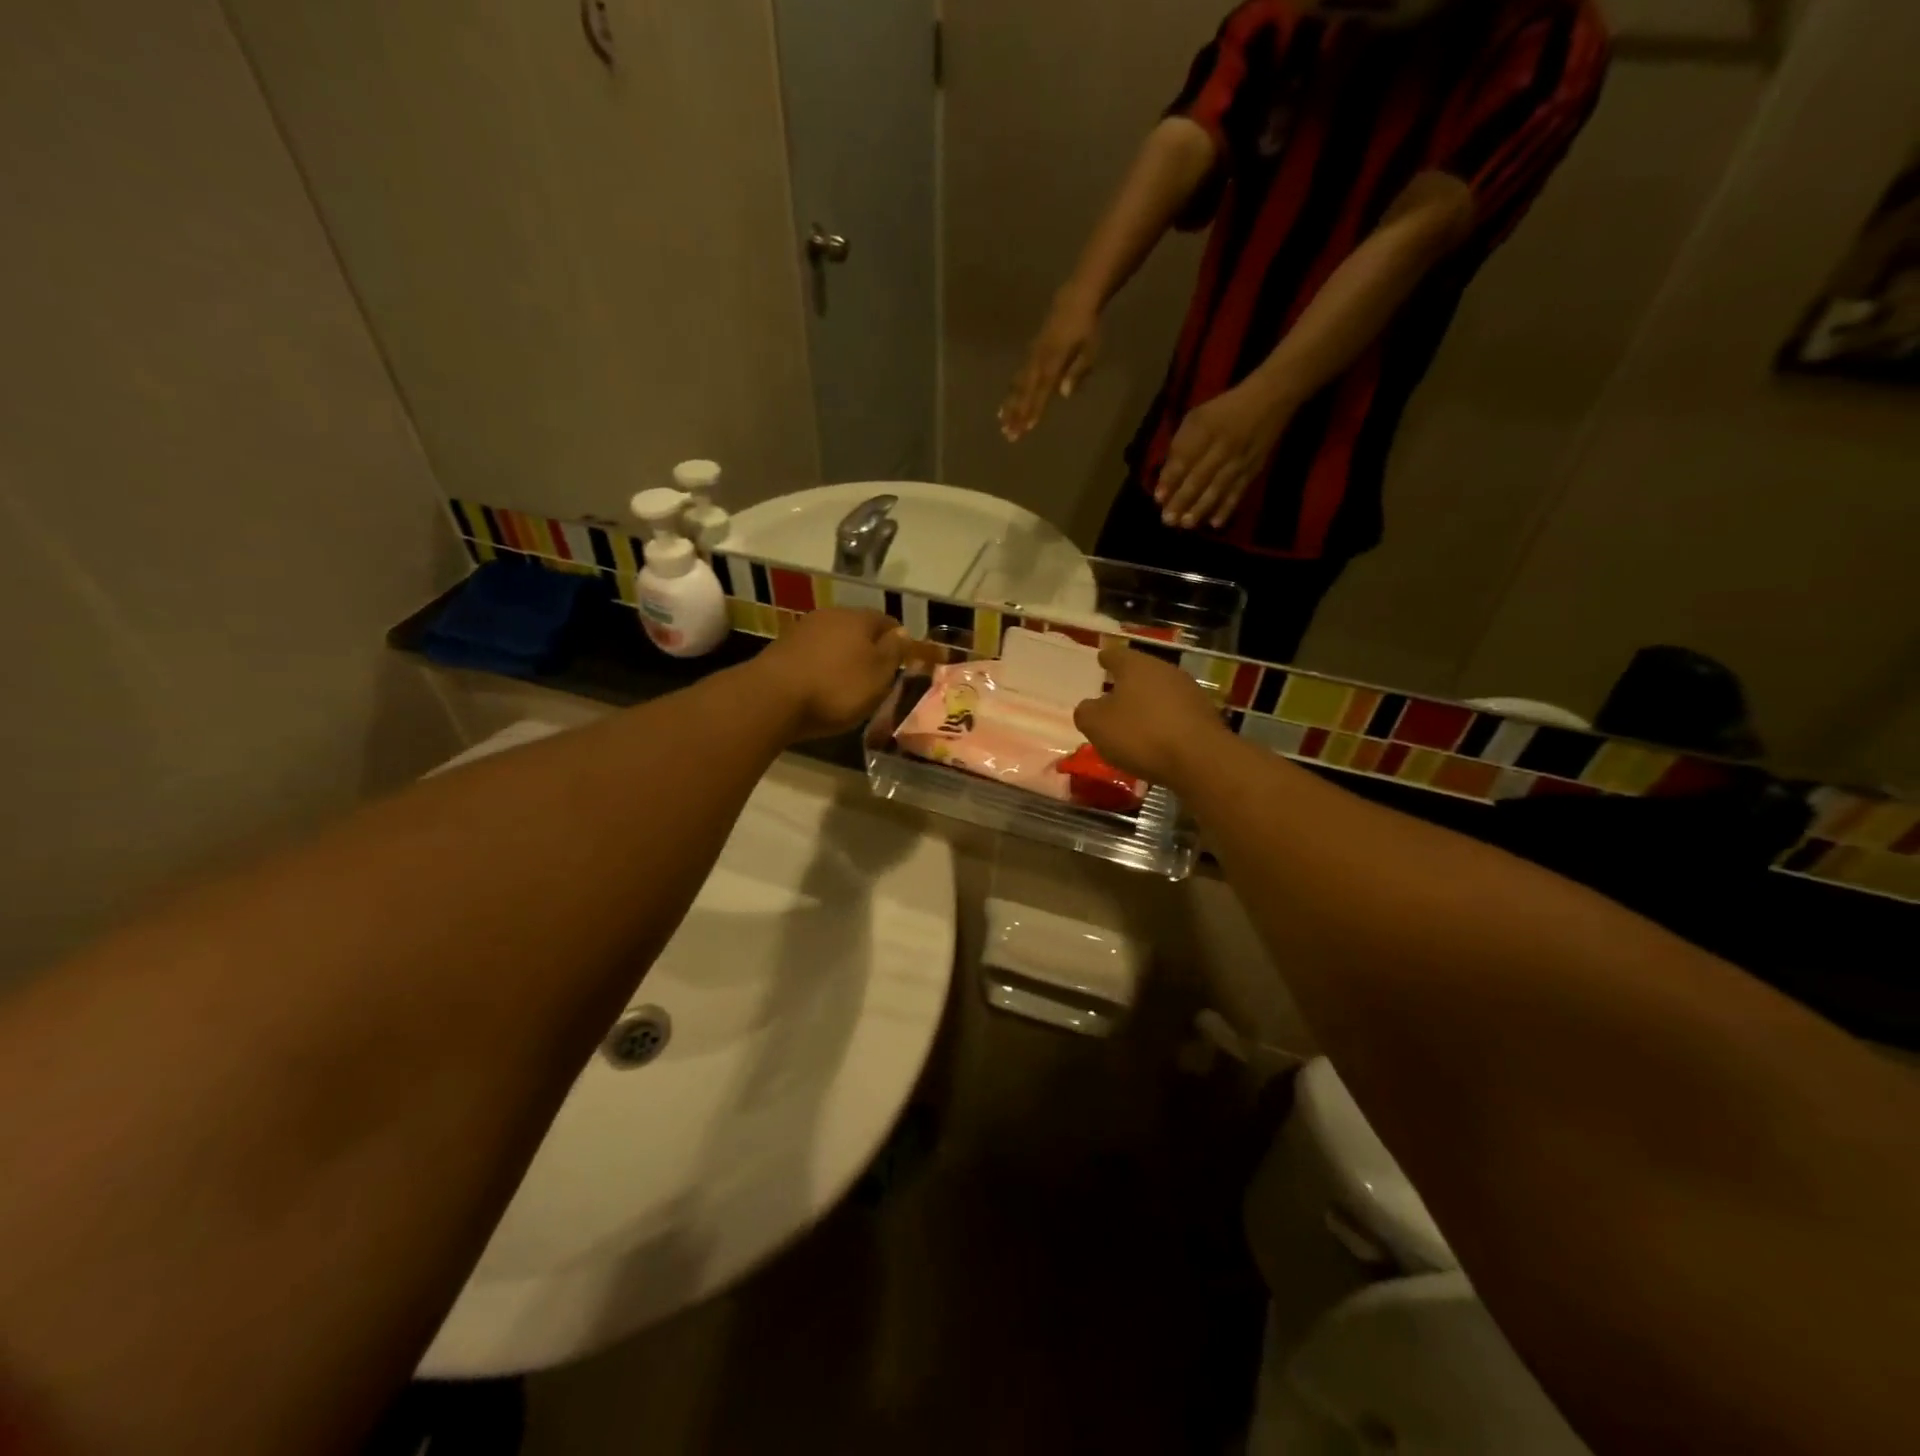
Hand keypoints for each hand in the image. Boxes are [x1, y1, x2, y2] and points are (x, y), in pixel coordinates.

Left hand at [749, 609, 905, 740]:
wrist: (772, 698)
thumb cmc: (837, 687)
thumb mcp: (878, 675)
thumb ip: (894, 652)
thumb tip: (903, 632)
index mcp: (859, 618)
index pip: (887, 621)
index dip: (898, 641)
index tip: (902, 662)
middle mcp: (831, 615)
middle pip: (858, 628)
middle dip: (868, 648)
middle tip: (876, 675)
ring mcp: (803, 629)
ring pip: (833, 639)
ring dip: (842, 657)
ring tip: (848, 683)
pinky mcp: (782, 648)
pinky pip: (812, 654)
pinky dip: (821, 666)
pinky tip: (821, 685)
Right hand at [999, 287, 1101, 440]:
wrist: (1074, 300)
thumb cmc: (1086, 328)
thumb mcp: (1090, 348)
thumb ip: (1077, 371)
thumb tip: (1064, 394)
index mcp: (1054, 360)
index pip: (1043, 389)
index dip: (1035, 408)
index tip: (1028, 427)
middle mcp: (1039, 360)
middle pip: (1026, 391)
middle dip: (1017, 414)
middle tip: (1009, 434)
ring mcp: (1032, 357)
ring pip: (1018, 386)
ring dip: (1010, 406)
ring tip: (1002, 424)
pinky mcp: (1029, 355)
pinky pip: (1017, 377)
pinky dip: (1011, 393)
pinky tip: (1004, 406)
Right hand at [1073, 644, 1229, 789]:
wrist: (1200, 759)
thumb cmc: (1141, 735)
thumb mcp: (1097, 726)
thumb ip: (1086, 712)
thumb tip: (1089, 707)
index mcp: (1136, 666)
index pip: (1116, 655)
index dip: (1106, 658)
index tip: (1101, 659)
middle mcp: (1164, 670)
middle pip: (1141, 672)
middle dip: (1128, 682)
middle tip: (1114, 693)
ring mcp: (1189, 691)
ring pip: (1161, 692)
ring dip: (1148, 703)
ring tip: (1134, 719)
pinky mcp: (1205, 714)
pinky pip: (1177, 713)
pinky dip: (1165, 720)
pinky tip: (1157, 737)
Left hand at [1155, 379, 1295, 528]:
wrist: (1269, 400)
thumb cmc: (1223, 410)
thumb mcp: (1196, 418)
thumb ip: (1181, 445)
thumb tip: (1166, 476)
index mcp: (1205, 429)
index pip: (1185, 457)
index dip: (1171, 479)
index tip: (1158, 498)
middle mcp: (1222, 447)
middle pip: (1199, 477)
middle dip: (1182, 500)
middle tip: (1168, 520)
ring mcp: (1239, 461)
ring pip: (1218, 488)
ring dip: (1200, 509)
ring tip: (1186, 524)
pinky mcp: (1253, 470)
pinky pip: (1238, 492)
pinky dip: (1227, 508)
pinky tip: (1214, 524)